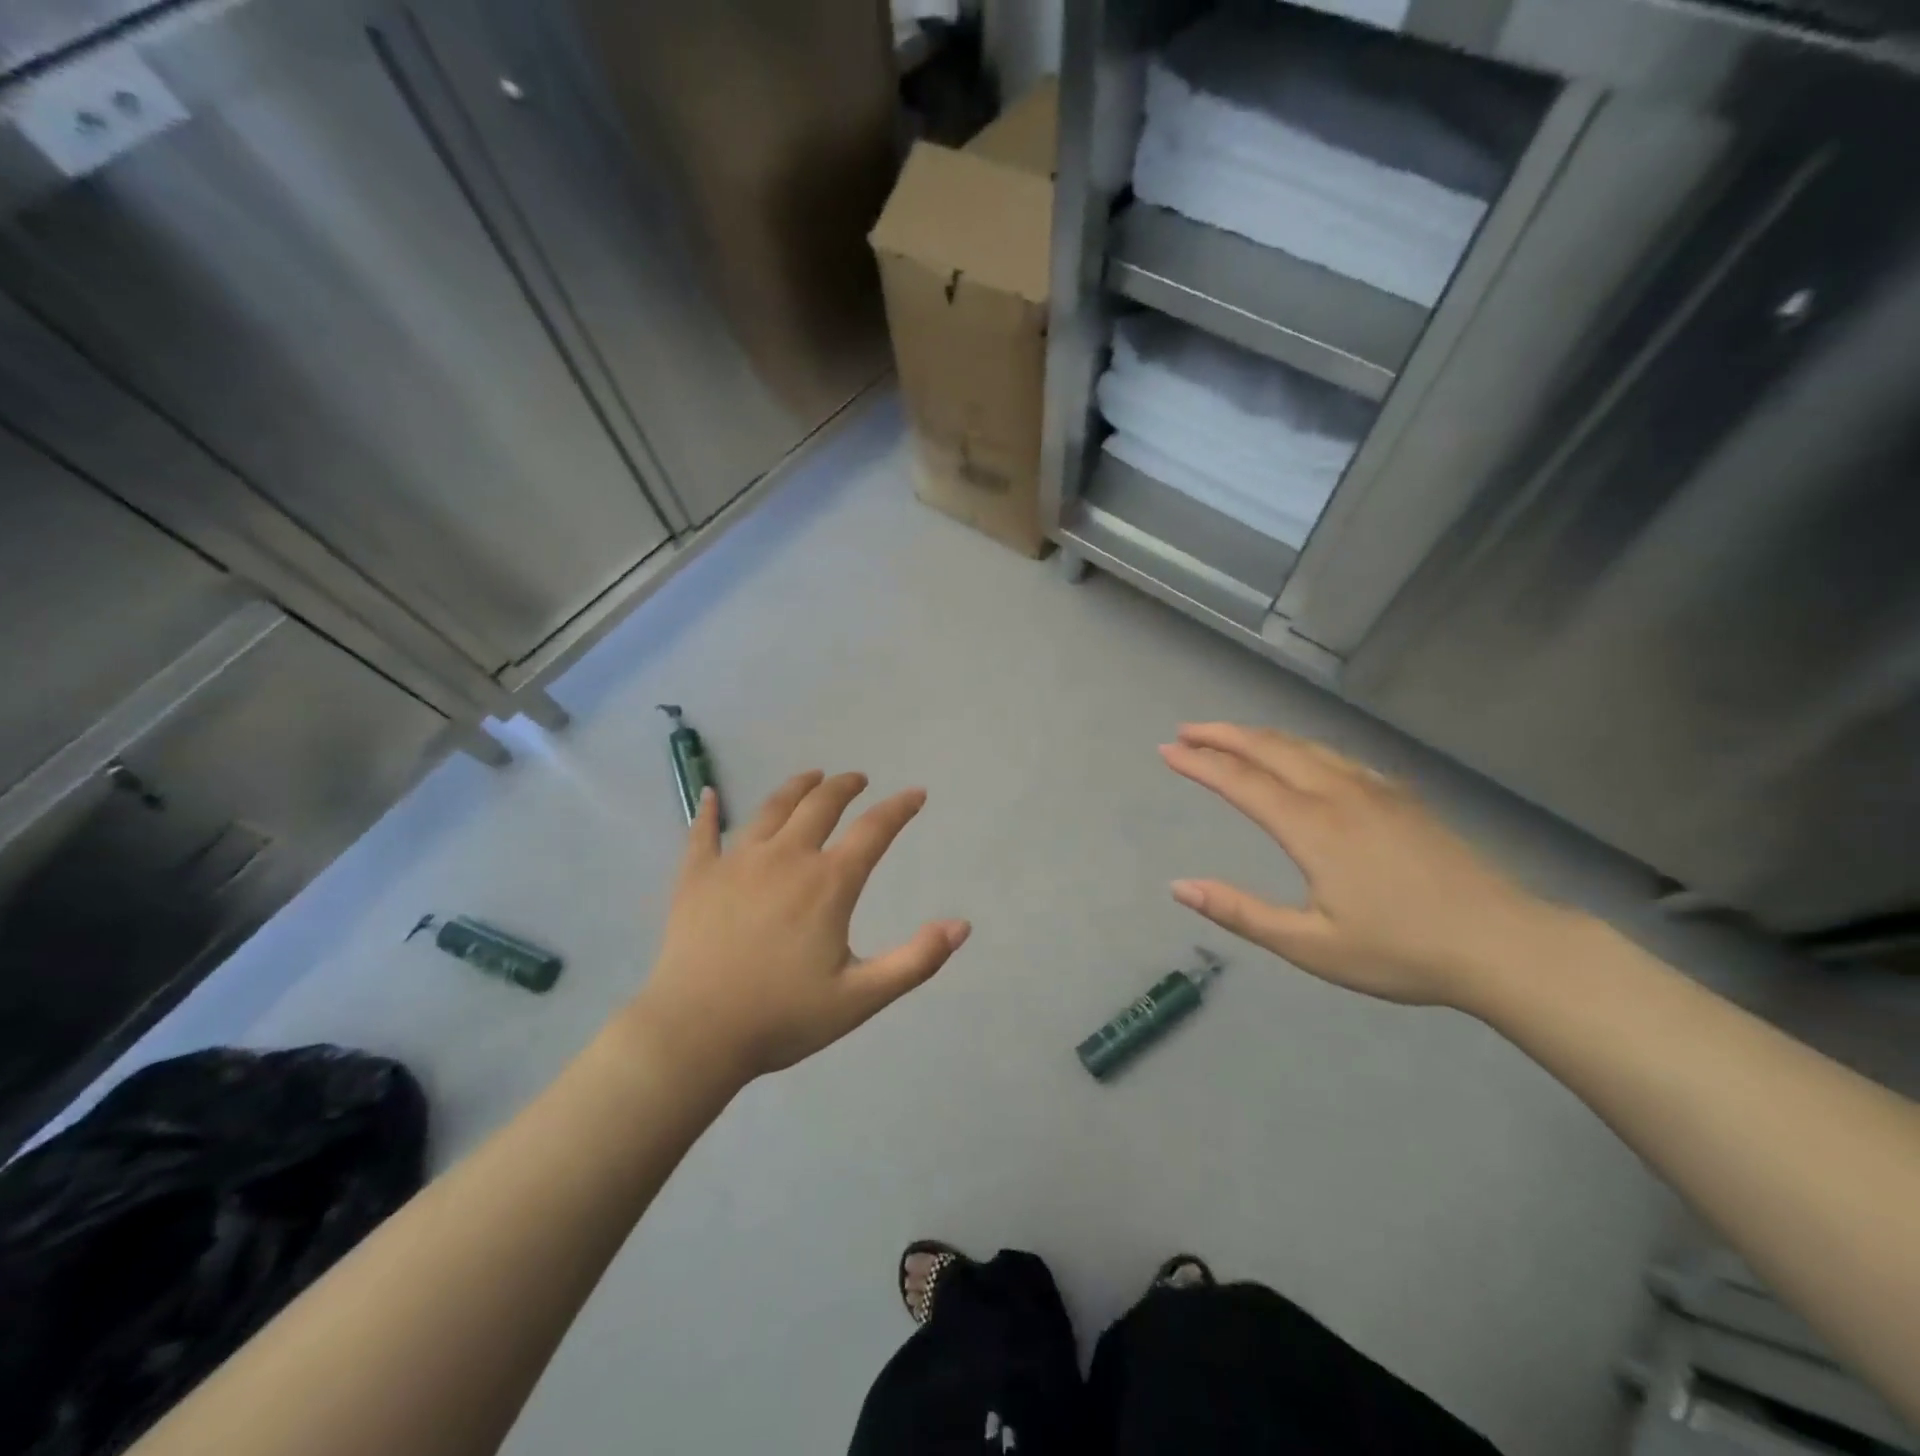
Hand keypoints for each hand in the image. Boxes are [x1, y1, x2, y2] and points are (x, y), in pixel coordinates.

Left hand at [627, 772, 969, 1082]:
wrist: (695, 1035)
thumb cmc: (782, 1018)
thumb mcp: (861, 998)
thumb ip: (916, 961)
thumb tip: (962, 925)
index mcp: (828, 883)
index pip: (874, 830)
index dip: (899, 808)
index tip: (915, 794)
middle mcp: (785, 857)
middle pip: (820, 805)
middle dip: (844, 787)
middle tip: (857, 779)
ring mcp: (737, 862)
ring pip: (771, 809)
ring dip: (796, 788)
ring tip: (811, 777)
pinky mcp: (696, 876)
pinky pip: (702, 833)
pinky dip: (707, 811)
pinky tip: (709, 794)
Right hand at [1160, 723, 1564, 1006]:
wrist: (1505, 945)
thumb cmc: (1401, 952)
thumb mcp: (1311, 945)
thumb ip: (1241, 913)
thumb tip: (1179, 887)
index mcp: (1312, 827)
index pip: (1240, 782)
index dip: (1199, 763)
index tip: (1165, 751)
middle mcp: (1339, 794)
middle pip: (1270, 748)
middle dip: (1222, 735)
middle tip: (1185, 732)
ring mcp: (1375, 790)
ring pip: (1305, 745)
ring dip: (1259, 736)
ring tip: (1228, 737)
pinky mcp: (1400, 797)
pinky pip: (1336, 756)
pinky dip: (1299, 746)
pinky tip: (1299, 757)